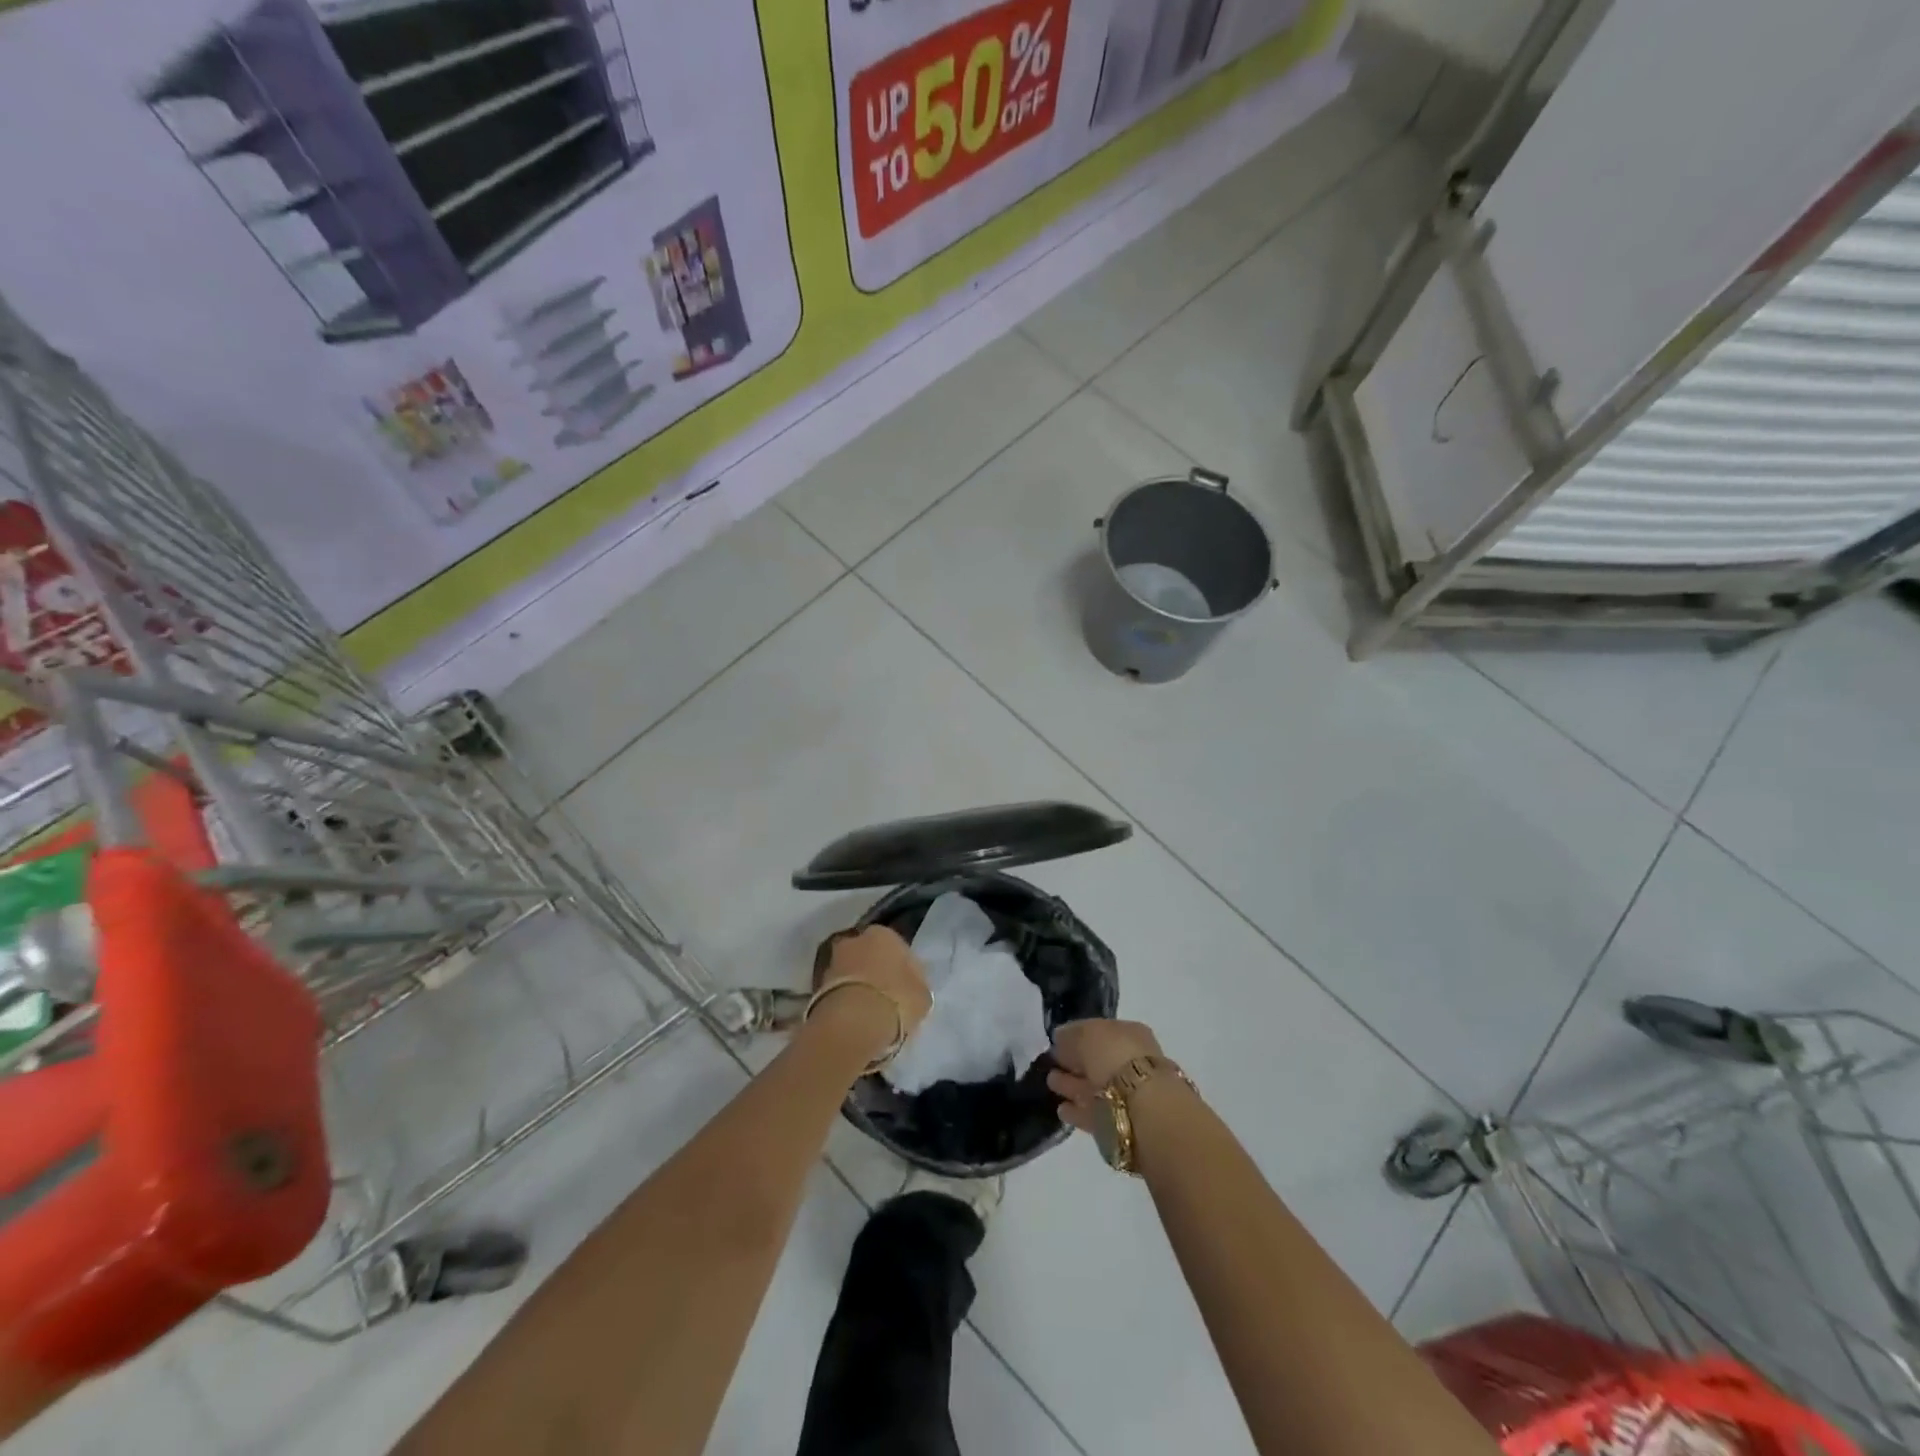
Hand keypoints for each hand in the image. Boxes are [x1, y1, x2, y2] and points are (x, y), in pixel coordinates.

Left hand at [809, 925, 932, 1061]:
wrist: (853, 1024)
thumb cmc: (896, 1000)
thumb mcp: (923, 995)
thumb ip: (917, 985)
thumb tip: (912, 986)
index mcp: (884, 933)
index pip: (898, 946)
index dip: (903, 968)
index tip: (907, 987)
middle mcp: (855, 939)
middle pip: (870, 955)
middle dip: (876, 971)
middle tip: (888, 997)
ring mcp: (833, 961)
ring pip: (852, 972)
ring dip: (859, 986)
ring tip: (870, 1012)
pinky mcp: (817, 986)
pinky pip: (839, 990)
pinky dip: (846, 1000)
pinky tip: (856, 1018)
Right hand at [1046, 1019, 1163, 1132]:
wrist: (1143, 1110)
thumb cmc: (1115, 1058)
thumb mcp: (1087, 1033)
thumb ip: (1071, 1035)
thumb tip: (1060, 1039)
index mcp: (1130, 1034)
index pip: (1099, 1032)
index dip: (1077, 1035)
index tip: (1055, 1042)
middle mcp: (1132, 1063)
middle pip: (1097, 1061)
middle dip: (1074, 1062)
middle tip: (1050, 1063)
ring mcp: (1127, 1095)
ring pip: (1094, 1087)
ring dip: (1073, 1085)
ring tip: (1051, 1083)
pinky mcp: (1119, 1124)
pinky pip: (1094, 1113)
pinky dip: (1077, 1111)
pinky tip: (1061, 1110)